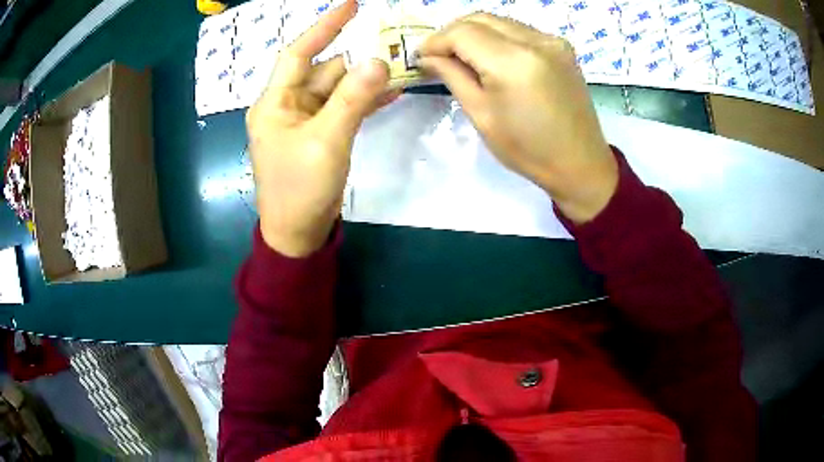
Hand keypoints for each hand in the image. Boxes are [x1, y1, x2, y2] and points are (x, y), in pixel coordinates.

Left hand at [247, 0, 396, 256]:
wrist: (297, 233)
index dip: (323, 27)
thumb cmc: (301, 189)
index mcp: (275, 103)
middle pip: (324, 71)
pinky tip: (388, 93)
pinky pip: (341, 109)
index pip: (298, 53)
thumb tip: (377, 60)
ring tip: (398, 69)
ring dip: (364, 82)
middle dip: (356, 61)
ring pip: (336, 90)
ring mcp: (303, 121)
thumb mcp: (327, 141)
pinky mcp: (318, 136)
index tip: (350, 5)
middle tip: (393, 48)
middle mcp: (286, 106)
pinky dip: (362, 102)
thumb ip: (352, 99)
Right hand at [419, 14, 617, 222]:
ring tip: (462, 55)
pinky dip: (498, 36)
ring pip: (499, 21)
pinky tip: (492, 56)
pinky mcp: (562, 46)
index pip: (462, 33)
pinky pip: (519, 29)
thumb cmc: (528, 150)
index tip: (420, 56)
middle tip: (438, 55)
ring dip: (475, 32)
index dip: (436, 41)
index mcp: (513, 62)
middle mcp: (535, 41)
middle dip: (452, 33)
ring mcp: (552, 40)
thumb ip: (453, 76)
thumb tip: (427, 57)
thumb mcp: (481, 115)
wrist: (580, 163)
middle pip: (480, 19)